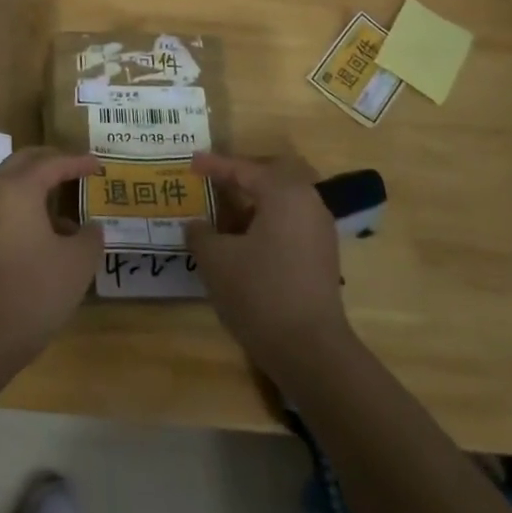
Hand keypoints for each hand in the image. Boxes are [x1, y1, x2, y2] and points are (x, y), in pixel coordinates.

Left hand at [0, 148, 102, 370]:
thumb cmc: (35, 289)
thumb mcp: (78, 262)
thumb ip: (90, 236)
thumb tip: (91, 227)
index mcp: (18, 189)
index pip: (52, 163)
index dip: (78, 162)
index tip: (99, 165)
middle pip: (22, 163)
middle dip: (50, 162)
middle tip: (75, 168)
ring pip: (8, 186)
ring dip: (35, 187)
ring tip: (65, 206)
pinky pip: (1, 209)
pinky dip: (23, 208)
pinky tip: (45, 235)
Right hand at [189, 152, 353, 368]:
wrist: (309, 348)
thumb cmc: (258, 291)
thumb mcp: (215, 259)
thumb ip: (200, 233)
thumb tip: (196, 225)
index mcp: (285, 194)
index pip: (244, 170)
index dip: (214, 166)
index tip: (190, 164)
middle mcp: (308, 205)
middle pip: (269, 181)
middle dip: (238, 182)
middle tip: (210, 185)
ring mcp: (319, 233)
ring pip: (279, 206)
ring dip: (250, 208)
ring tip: (219, 221)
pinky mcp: (321, 259)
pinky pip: (287, 227)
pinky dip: (263, 228)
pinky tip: (240, 247)